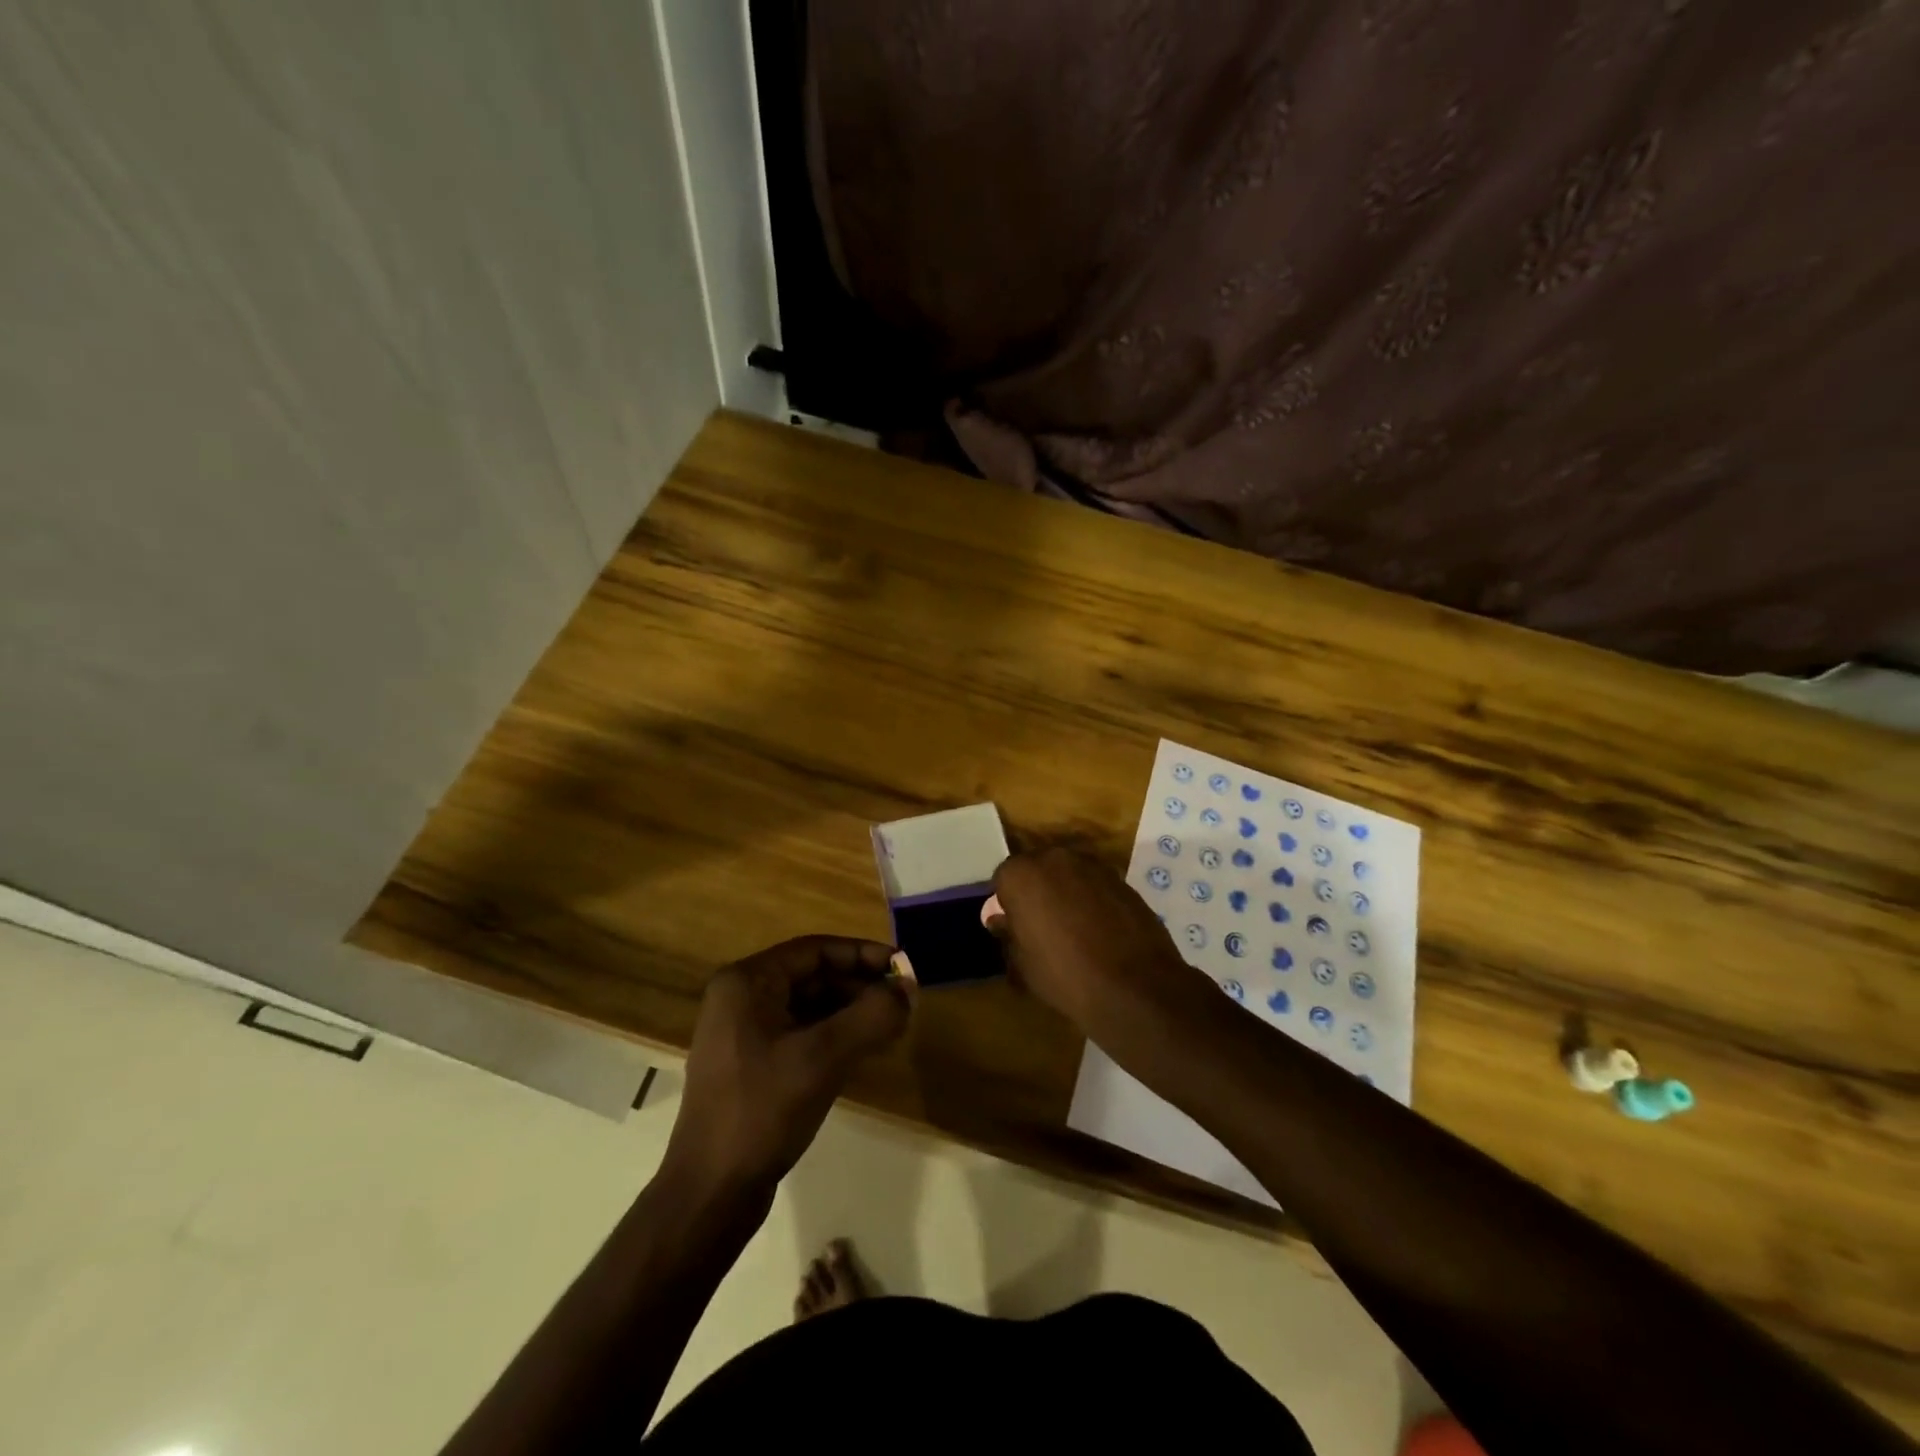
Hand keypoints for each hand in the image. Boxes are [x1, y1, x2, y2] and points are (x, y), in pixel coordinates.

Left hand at [663, 936, 910, 1204]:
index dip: (863, 954)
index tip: (902, 967)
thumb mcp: (824, 1058)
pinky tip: (864, 1050)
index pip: (815, 950)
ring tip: (892, 1024)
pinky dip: (834, 1035)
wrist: (710, 1193)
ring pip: (809, 1006)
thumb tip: (910, 988)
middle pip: (813, 976)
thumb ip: (872, 1016)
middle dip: (860, 985)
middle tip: (904, 1000)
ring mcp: (743, 1033)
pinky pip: (801, 1034)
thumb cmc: (763, 1111)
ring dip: (851, 1011)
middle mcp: (741, 998)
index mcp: (747, 982)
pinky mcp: (752, 1065)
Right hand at [988, 848, 1211, 1042]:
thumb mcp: (1022, 963)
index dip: (1007, 902)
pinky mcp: (1121, 879)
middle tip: (1041, 925)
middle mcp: (1055, 858)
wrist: (1133, 987)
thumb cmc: (1064, 975)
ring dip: (1066, 892)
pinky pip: (1095, 884)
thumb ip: (1008, 933)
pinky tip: (1099, 930)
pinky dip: (1092, 899)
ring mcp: (1092, 866)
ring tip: (1073, 928)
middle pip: (1037, 868)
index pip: (1004, 878)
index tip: (1014, 925)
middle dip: (1037, 890)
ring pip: (1068, 874)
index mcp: (1022, 874)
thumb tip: (999, 919)